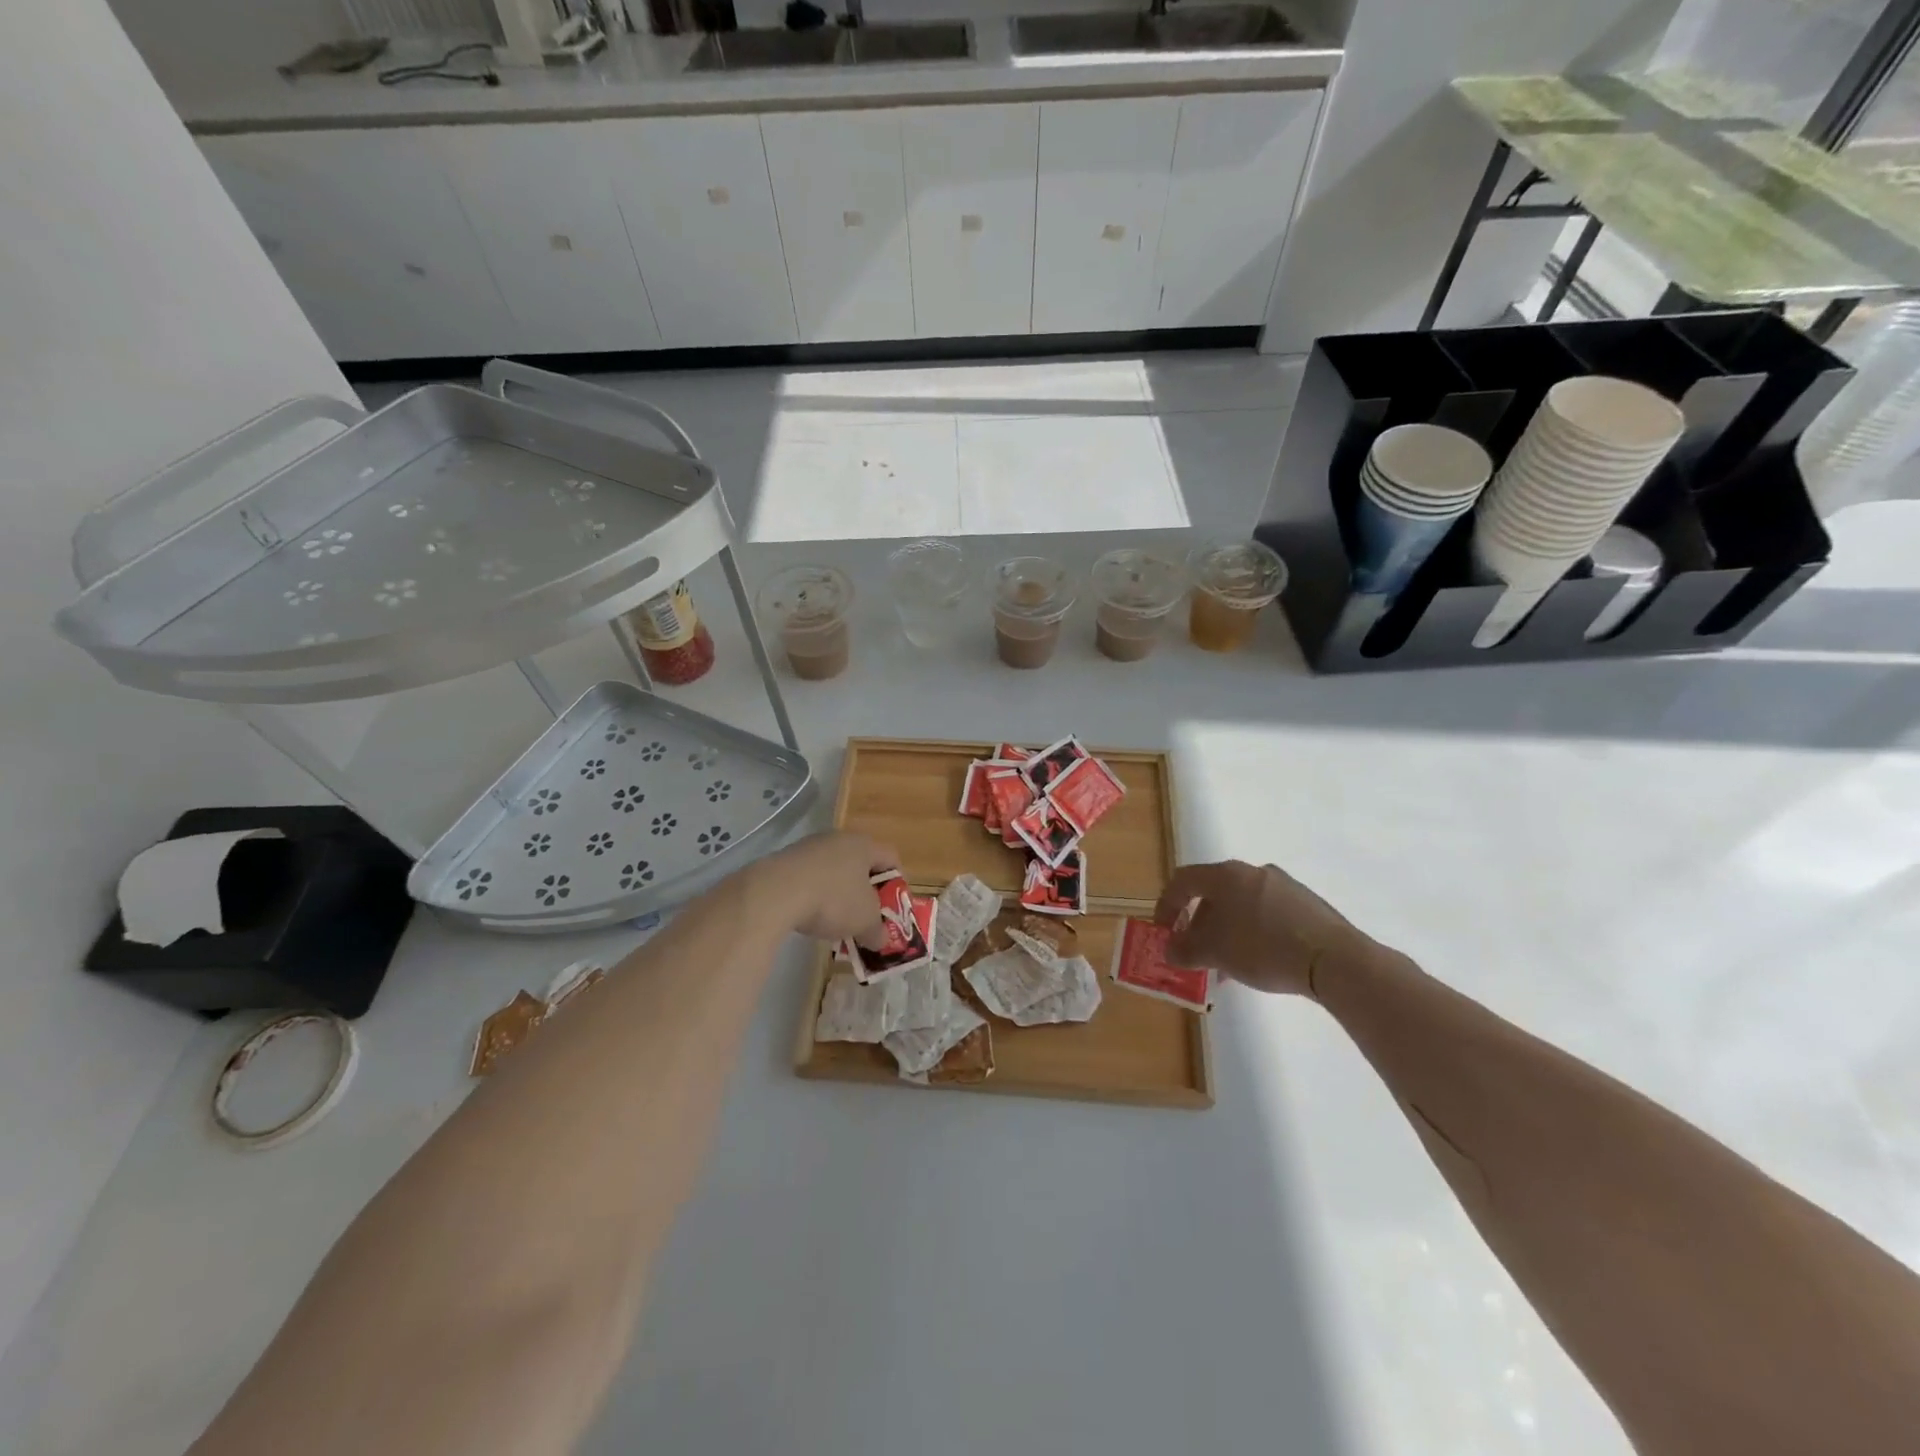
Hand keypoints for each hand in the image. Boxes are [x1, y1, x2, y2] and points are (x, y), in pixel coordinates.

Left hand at [756, 831, 899, 946]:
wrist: (775, 893)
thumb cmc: (833, 899)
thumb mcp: (865, 921)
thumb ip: (878, 931)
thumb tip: (881, 941)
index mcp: (864, 844)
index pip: (891, 857)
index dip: (897, 883)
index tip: (894, 907)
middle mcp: (838, 838)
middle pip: (861, 863)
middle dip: (866, 891)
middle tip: (867, 916)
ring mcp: (809, 847)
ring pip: (834, 870)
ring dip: (839, 893)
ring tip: (836, 921)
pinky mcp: (785, 860)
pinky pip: (810, 877)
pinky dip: (815, 895)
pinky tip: (809, 915)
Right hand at [1153, 860, 1380, 997]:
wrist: (1334, 959)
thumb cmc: (1263, 948)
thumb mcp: (1214, 953)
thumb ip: (1185, 950)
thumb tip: (1170, 950)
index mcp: (1226, 875)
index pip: (1183, 881)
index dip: (1166, 906)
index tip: (1163, 933)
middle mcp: (1253, 871)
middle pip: (1213, 894)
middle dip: (1199, 924)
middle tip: (1196, 953)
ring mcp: (1284, 886)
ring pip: (1241, 906)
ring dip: (1226, 932)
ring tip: (1226, 966)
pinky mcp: (1307, 905)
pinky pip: (1267, 914)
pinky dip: (1253, 934)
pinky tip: (1259, 962)